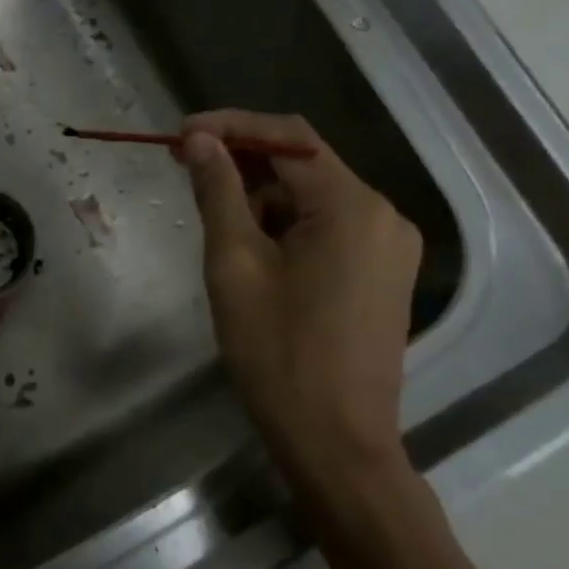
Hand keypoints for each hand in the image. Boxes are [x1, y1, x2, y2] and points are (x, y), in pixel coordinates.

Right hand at [178, 110, 421, 498]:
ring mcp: (389, 246)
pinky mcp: (383, 274)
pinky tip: (252, 249)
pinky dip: (286, 226)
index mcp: (352, 206)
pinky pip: (329, 228)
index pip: (288, 138)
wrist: (335, 441)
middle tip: (186, 170)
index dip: (230, 127)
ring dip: (262, 198)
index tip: (179, 135)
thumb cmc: (278, 353)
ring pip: (314, 198)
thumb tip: (199, 140)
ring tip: (215, 223)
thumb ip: (219, 192)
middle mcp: (382, 215)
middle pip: (304, 165)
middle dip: (243, 163)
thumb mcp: (235, 265)